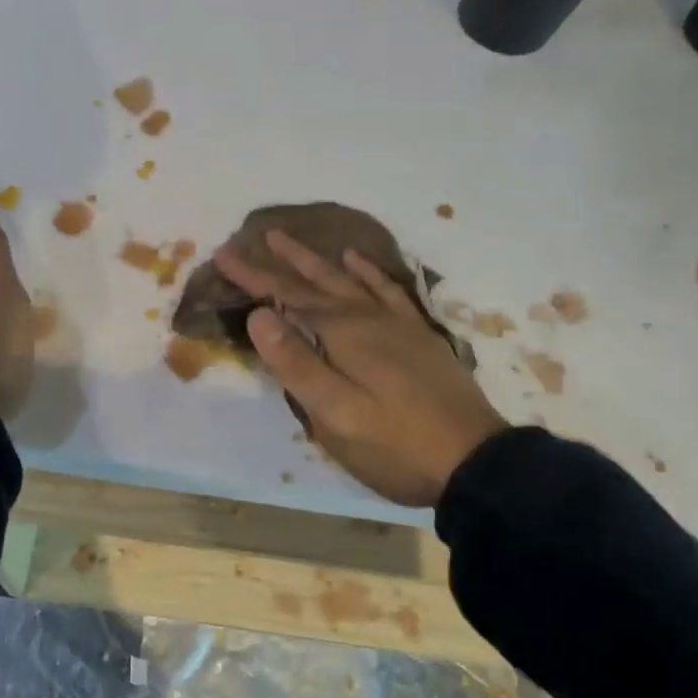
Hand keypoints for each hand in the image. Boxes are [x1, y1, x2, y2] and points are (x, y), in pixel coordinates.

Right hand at [215, 230, 506, 506]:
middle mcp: (368, 317)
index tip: (223, 254)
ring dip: (318, 260)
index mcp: (343, 333)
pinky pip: (387, 290)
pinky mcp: (417, 336)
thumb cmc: (394, 444)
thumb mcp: (335, 414)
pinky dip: (368, 272)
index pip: (288, 296)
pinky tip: (357, 262)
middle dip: (282, 261)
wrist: (474, 461)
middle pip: (317, 281)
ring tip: (292, 241)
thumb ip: (296, 363)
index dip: (254, 276)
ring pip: (348, 280)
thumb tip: (259, 315)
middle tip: (255, 236)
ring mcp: (397, 324)